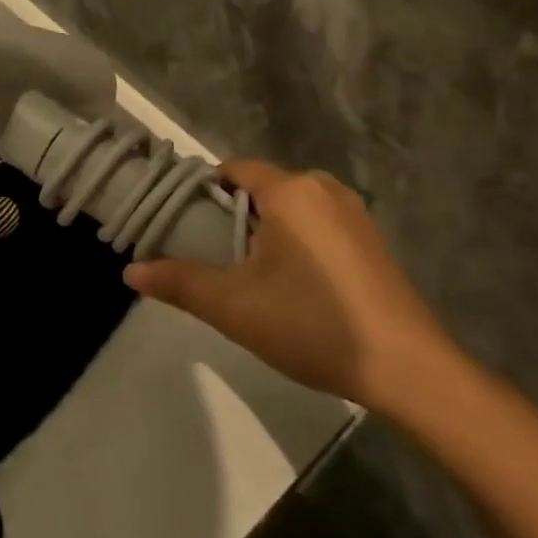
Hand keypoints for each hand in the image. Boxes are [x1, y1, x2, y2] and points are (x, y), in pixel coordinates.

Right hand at [125, 161, 459, 414]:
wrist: (407, 368)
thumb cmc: (311, 324)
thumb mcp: (233, 306)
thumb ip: (178, 283)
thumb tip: (130, 272)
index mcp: (289, 190)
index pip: (232, 170)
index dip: (202, 192)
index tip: (184, 225)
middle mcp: (323, 187)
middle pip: (261, 188)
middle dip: (234, 216)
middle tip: (214, 257)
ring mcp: (354, 212)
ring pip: (291, 206)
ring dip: (267, 230)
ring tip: (250, 275)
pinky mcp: (371, 239)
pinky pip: (319, 223)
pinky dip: (298, 240)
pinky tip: (296, 285)